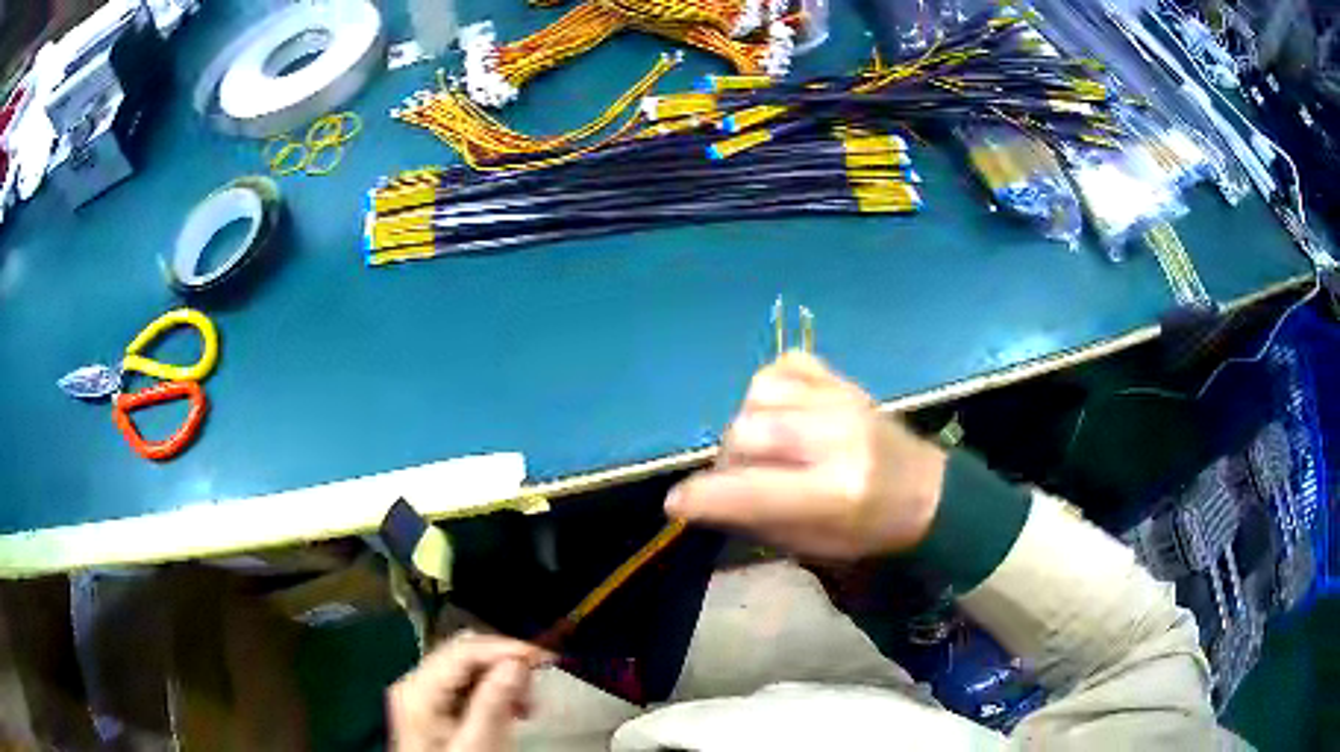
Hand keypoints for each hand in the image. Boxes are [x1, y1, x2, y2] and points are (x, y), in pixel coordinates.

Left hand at [388, 632, 547, 751]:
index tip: (543, 657)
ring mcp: (423, 691)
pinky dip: (494, 689)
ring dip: (503, 676)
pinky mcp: (434, 703)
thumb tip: (516, 662)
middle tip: (539, 683)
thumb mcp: (479, 744)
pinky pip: (467, 681)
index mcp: (418, 688)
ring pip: (468, 665)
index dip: (505, 648)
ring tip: (528, 701)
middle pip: (465, 653)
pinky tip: (511, 707)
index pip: (464, 650)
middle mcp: (416, 680)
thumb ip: (494, 703)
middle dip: (505, 663)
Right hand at [665, 352, 946, 560]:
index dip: (702, 497)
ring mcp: (842, 401)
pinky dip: (770, 390)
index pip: (750, 491)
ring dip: (748, 423)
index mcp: (834, 492)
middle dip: (727, 461)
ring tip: (765, 445)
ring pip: (758, 395)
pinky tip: (782, 412)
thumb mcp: (812, 545)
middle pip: (746, 433)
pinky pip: (782, 367)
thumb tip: (703, 498)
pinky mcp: (843, 380)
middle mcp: (837, 438)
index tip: (676, 503)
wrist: (926, 490)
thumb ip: (755, 518)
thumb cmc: (869, 531)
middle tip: (739, 478)